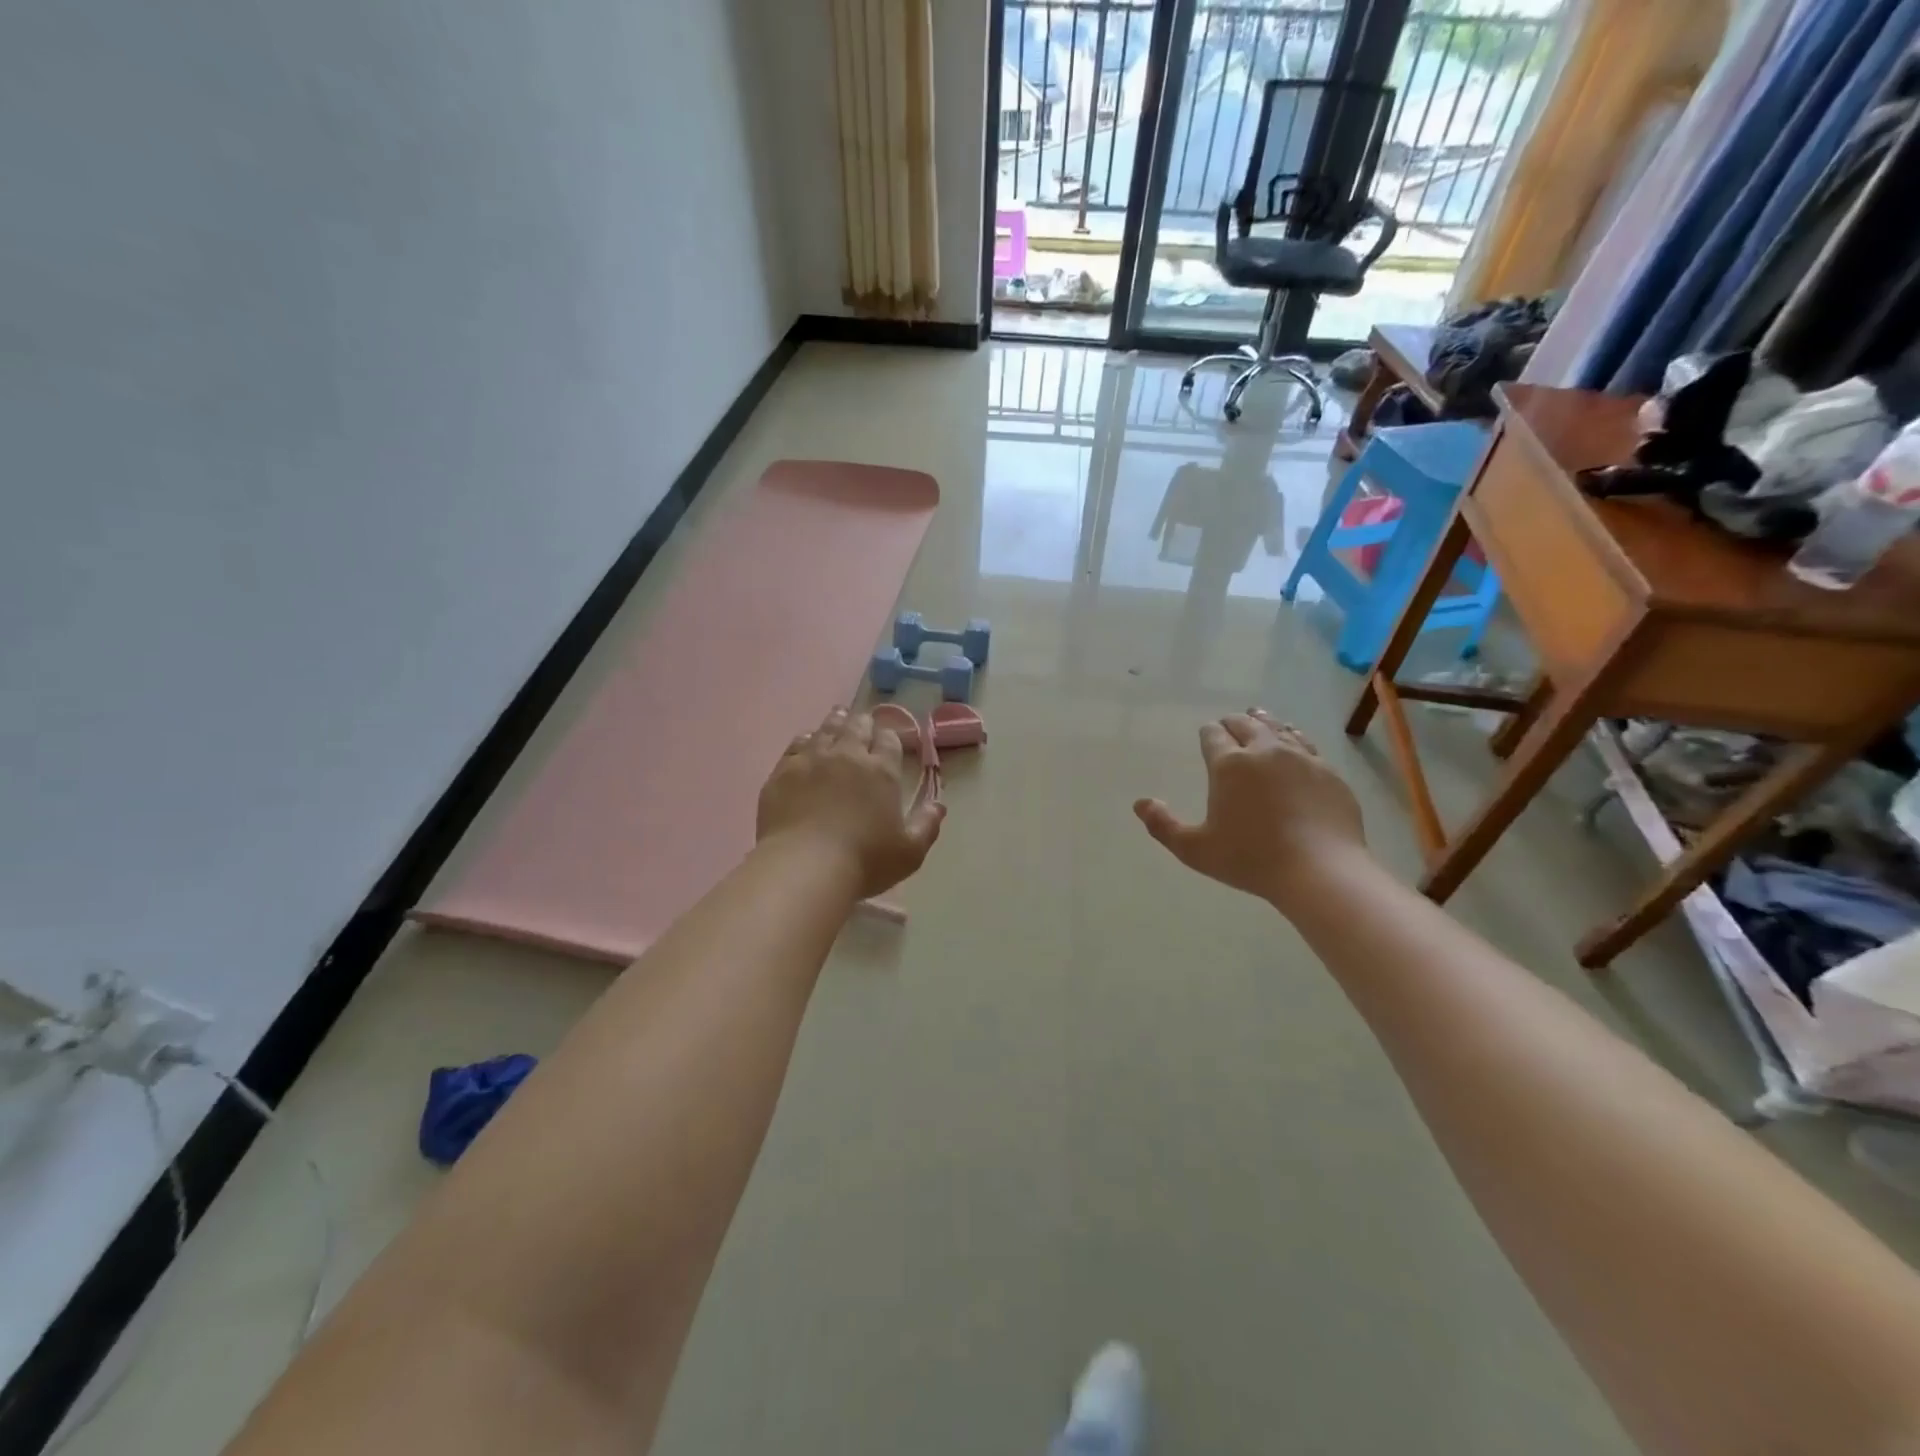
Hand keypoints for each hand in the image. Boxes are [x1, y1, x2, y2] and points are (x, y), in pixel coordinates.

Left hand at [757, 707, 944, 898]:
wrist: (803, 868)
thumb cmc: (864, 862)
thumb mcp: (909, 852)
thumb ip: (927, 825)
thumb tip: (939, 805)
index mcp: (881, 771)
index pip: (889, 739)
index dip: (890, 737)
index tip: (889, 742)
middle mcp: (848, 755)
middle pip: (857, 726)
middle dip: (863, 724)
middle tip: (863, 727)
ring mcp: (812, 759)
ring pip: (826, 728)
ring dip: (836, 722)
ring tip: (839, 719)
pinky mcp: (782, 771)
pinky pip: (797, 744)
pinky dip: (806, 740)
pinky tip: (807, 742)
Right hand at [1134, 710, 1366, 909]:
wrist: (1321, 871)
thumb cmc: (1251, 859)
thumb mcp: (1195, 850)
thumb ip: (1163, 825)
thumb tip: (1140, 803)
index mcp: (1229, 765)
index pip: (1213, 735)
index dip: (1207, 733)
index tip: (1206, 736)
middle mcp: (1264, 751)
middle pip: (1246, 724)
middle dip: (1233, 723)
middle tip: (1228, 726)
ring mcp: (1301, 758)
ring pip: (1278, 728)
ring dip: (1263, 723)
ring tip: (1259, 720)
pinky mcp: (1328, 772)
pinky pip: (1306, 744)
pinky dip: (1294, 738)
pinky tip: (1293, 745)